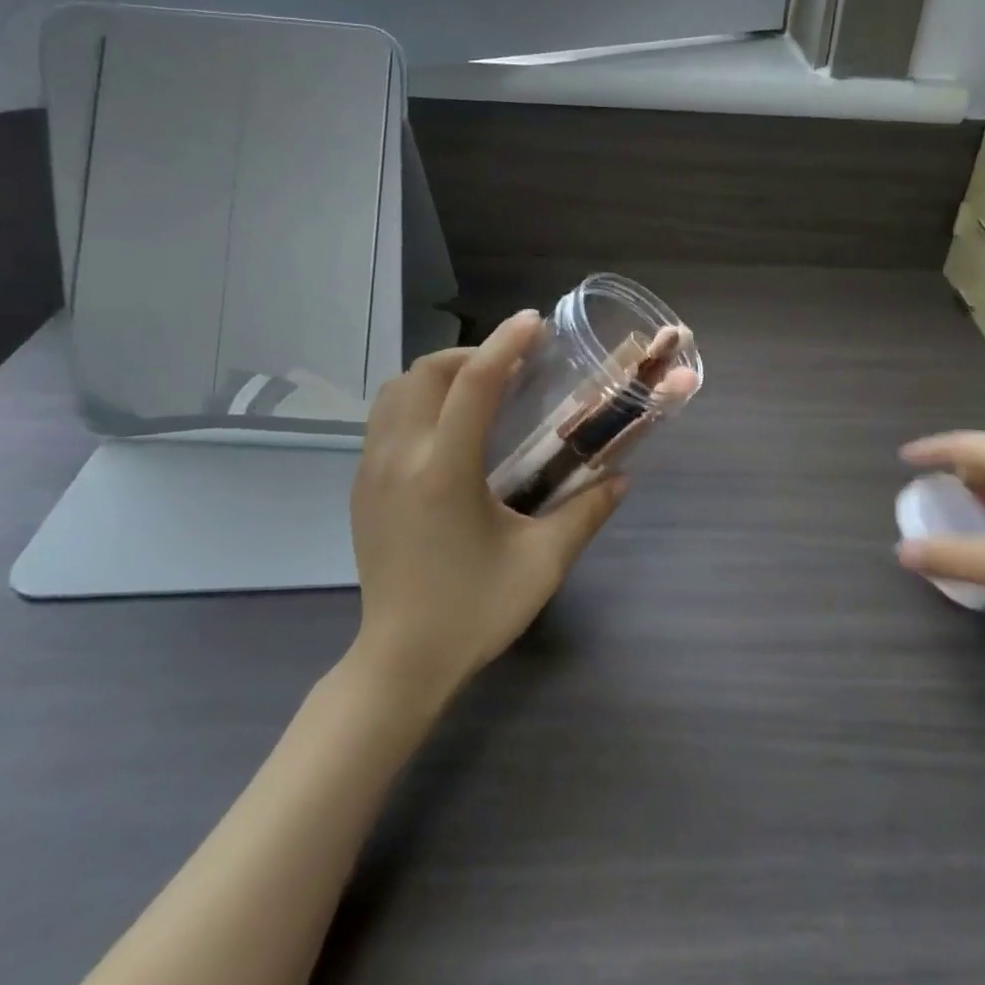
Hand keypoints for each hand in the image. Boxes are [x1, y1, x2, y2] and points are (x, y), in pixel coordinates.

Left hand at [349, 310, 626, 699]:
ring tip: (480, 391)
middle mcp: (400, 458)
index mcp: (444, 471)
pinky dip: (418, 401)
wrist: (400, 662)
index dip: (506, 344)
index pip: (475, 384)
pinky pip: (384, 418)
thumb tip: (623, 476)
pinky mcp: (362, 487)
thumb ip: (587, 512)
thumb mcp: (543, 563)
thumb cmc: (475, 611)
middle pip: (426, 372)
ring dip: (439, 375)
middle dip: (471, 354)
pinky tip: (449, 430)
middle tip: (512, 367)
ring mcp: (372, 471)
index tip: (534, 323)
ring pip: (396, 390)